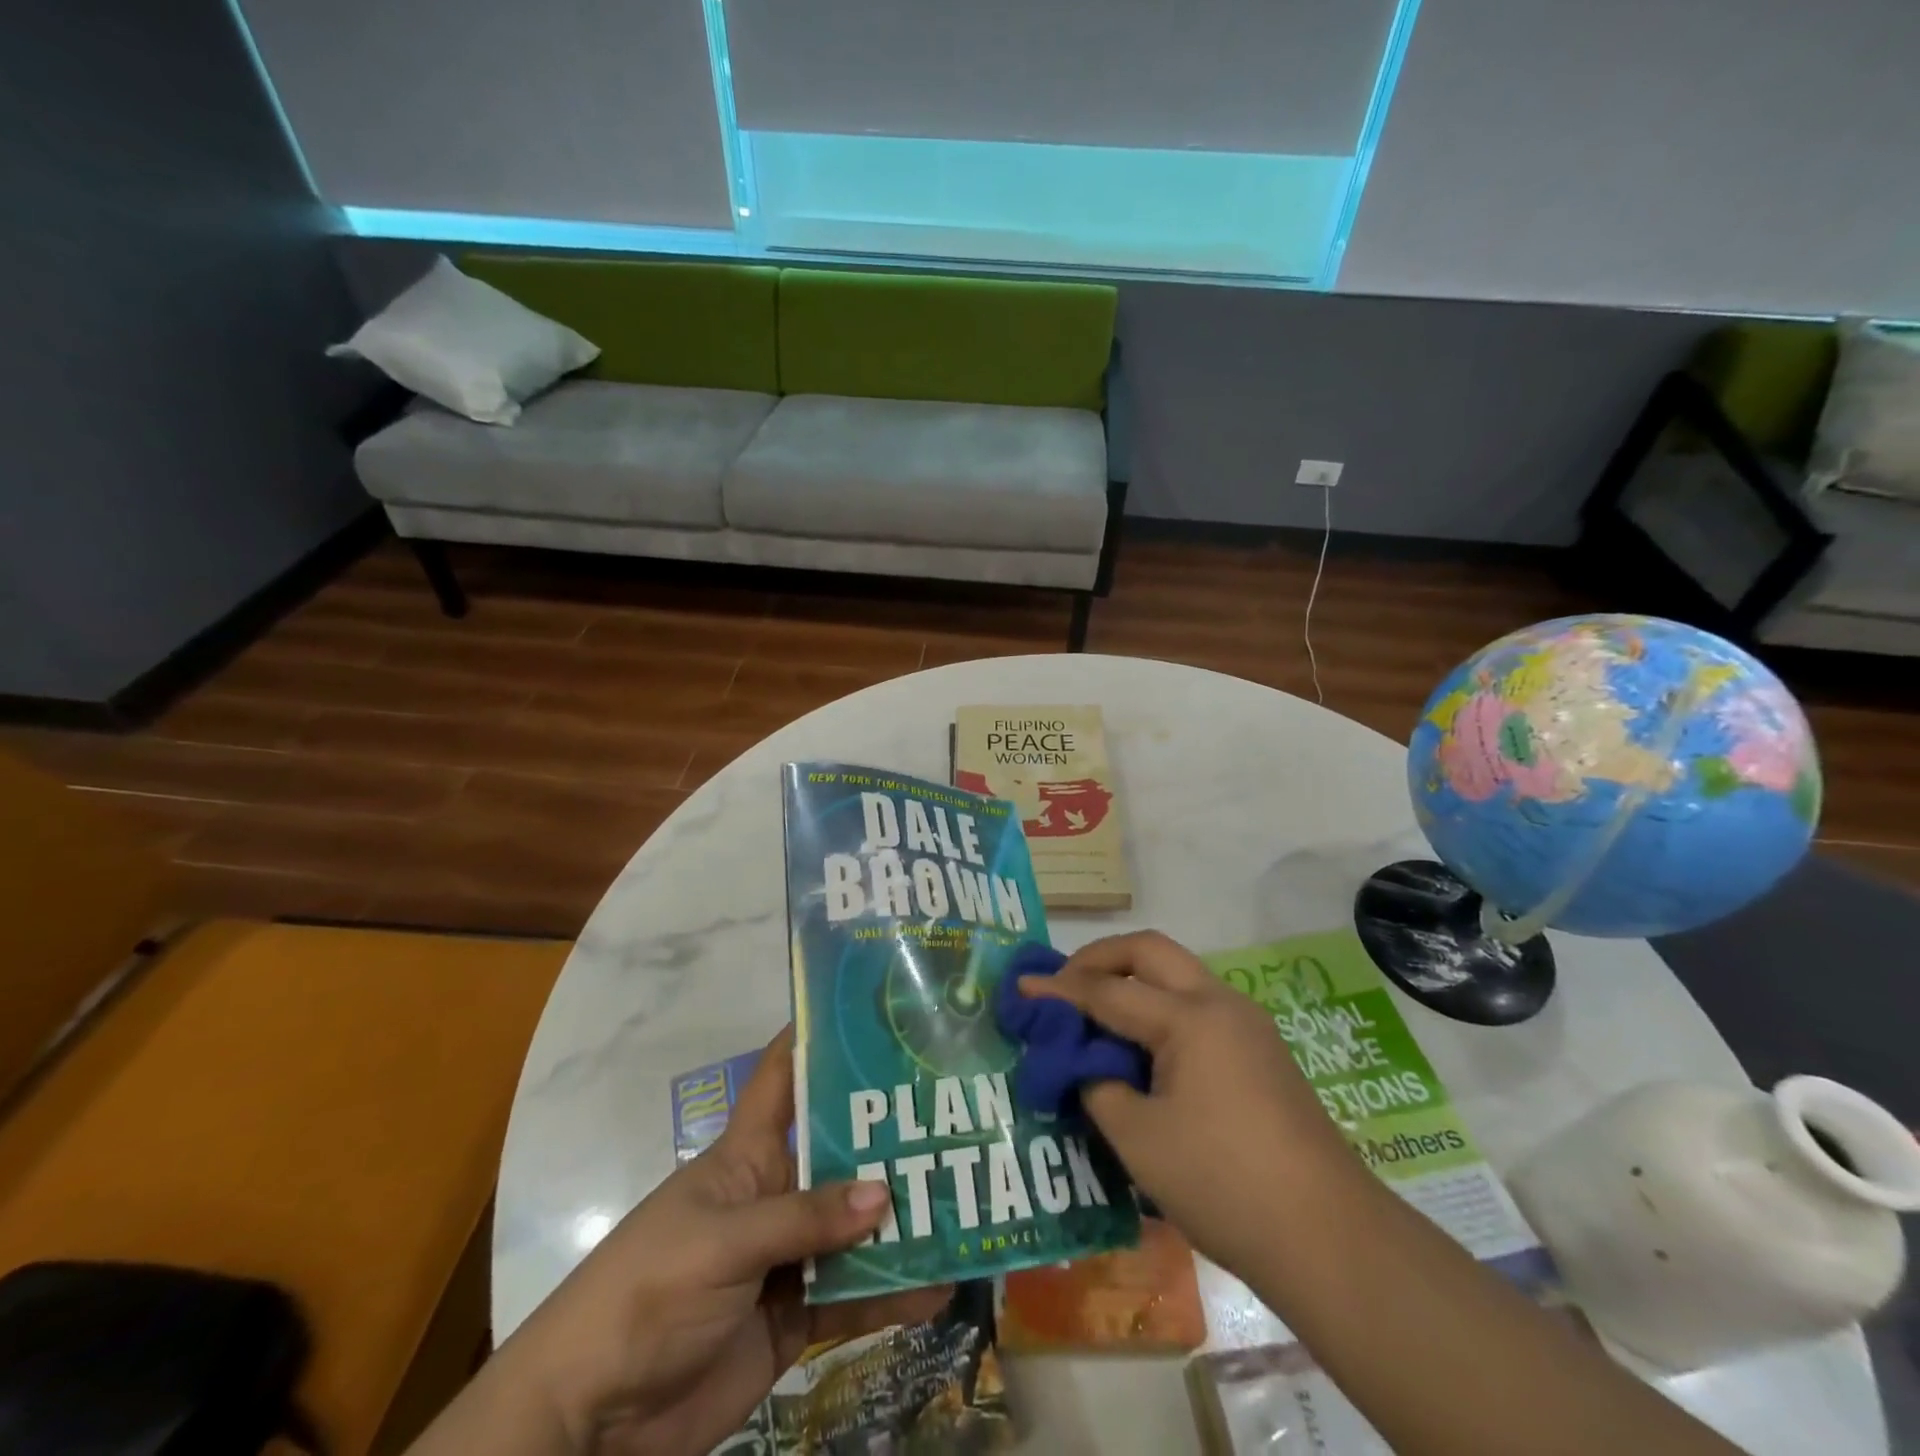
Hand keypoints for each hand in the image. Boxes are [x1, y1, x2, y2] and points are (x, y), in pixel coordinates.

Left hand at [503, 1029, 948, 1454]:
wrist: (593, 1419)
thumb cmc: (647, 1293)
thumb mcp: (723, 1242)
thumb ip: (804, 1219)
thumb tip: (885, 1193)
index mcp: (746, 1154)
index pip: (781, 1077)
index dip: (815, 1038)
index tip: (868, 1012)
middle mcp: (774, 1193)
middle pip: (839, 1153)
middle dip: (889, 1138)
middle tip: (955, 1118)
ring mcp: (787, 1255)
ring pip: (855, 1226)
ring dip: (902, 1220)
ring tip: (964, 1204)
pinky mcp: (796, 1314)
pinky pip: (854, 1294)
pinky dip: (893, 1293)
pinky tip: (939, 1285)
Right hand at [1020, 931, 1362, 1274]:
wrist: (1329, 1238)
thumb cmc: (1224, 1183)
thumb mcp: (1139, 1139)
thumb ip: (1098, 1086)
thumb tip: (1084, 1065)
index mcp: (1190, 1018)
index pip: (1108, 990)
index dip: (1059, 990)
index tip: (1021, 988)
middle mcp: (1221, 1003)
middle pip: (1150, 950)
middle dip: (1100, 957)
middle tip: (1064, 984)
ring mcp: (1248, 1024)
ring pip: (1178, 973)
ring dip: (1133, 978)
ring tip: (1097, 1011)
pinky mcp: (1261, 1051)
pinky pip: (1198, 1005)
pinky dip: (1160, 1006)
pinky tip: (1143, 1045)